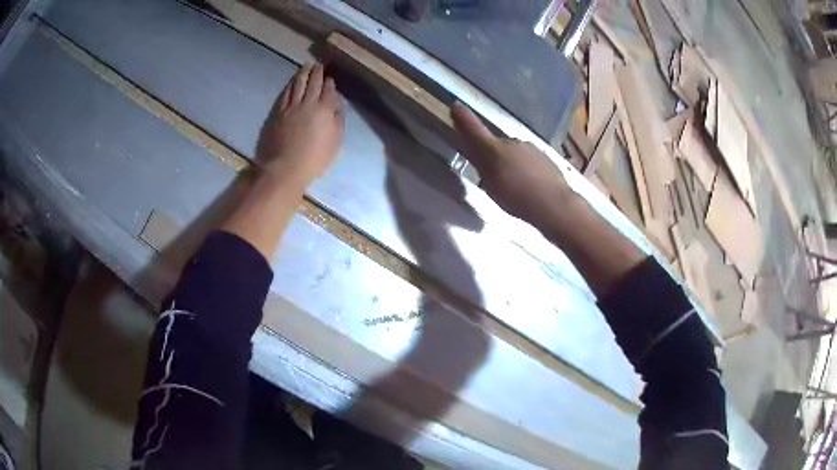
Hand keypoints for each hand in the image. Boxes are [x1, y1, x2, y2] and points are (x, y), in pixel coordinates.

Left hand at [257, 63, 344, 187]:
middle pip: (313, 83)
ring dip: (303, 74)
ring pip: (298, 85)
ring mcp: (291, 107)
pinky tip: (291, 82)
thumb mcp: (335, 142)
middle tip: (318, 64)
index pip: (329, 91)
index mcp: (325, 110)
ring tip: (306, 66)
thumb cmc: (314, 158)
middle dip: (317, 72)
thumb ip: (338, 121)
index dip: (330, 82)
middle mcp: (308, 103)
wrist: (285, 167)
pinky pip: (285, 94)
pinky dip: (290, 86)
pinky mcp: (278, 113)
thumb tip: (336, 106)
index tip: (330, 77)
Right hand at [451, 103, 572, 227]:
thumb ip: (482, 168)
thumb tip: (477, 155)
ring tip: (517, 185)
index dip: (464, 119)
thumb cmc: (517, 199)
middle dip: (494, 155)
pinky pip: (529, 158)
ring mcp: (531, 147)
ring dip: (512, 162)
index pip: (475, 130)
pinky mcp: (544, 155)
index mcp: (495, 149)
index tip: (456, 106)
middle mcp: (512, 142)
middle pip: (497, 145)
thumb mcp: (492, 188)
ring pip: (514, 152)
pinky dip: (526, 167)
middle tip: (497, 177)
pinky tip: (532, 184)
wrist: (554, 203)